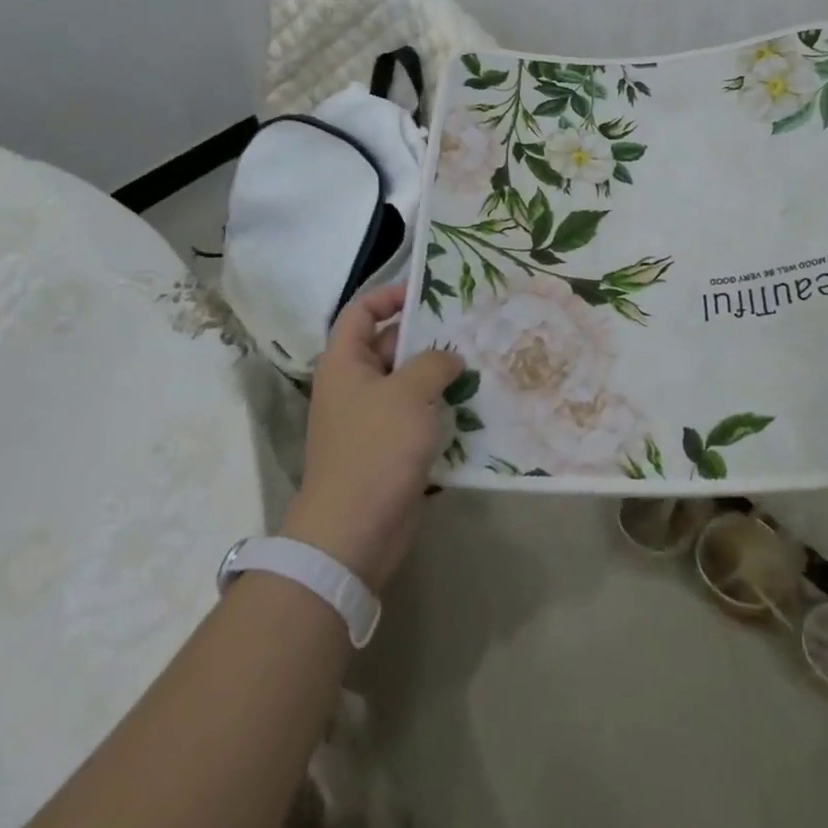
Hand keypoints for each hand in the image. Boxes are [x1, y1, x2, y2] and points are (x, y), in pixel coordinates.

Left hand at [283, 284, 463, 591]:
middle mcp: (355, 386)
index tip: (427, 293)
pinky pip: (418, 419)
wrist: (353, 533)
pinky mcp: (389, 451)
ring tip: (481, 365)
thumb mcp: (410, 392)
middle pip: (391, 346)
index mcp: (346, 363)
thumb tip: (449, 358)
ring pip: (409, 385)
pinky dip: (441, 412)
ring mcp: (371, 421)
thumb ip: (434, 363)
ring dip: (441, 378)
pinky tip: (476, 408)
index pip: (361, 312)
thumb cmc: (375, 449)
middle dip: (428, 338)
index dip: (389, 296)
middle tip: (470, 329)